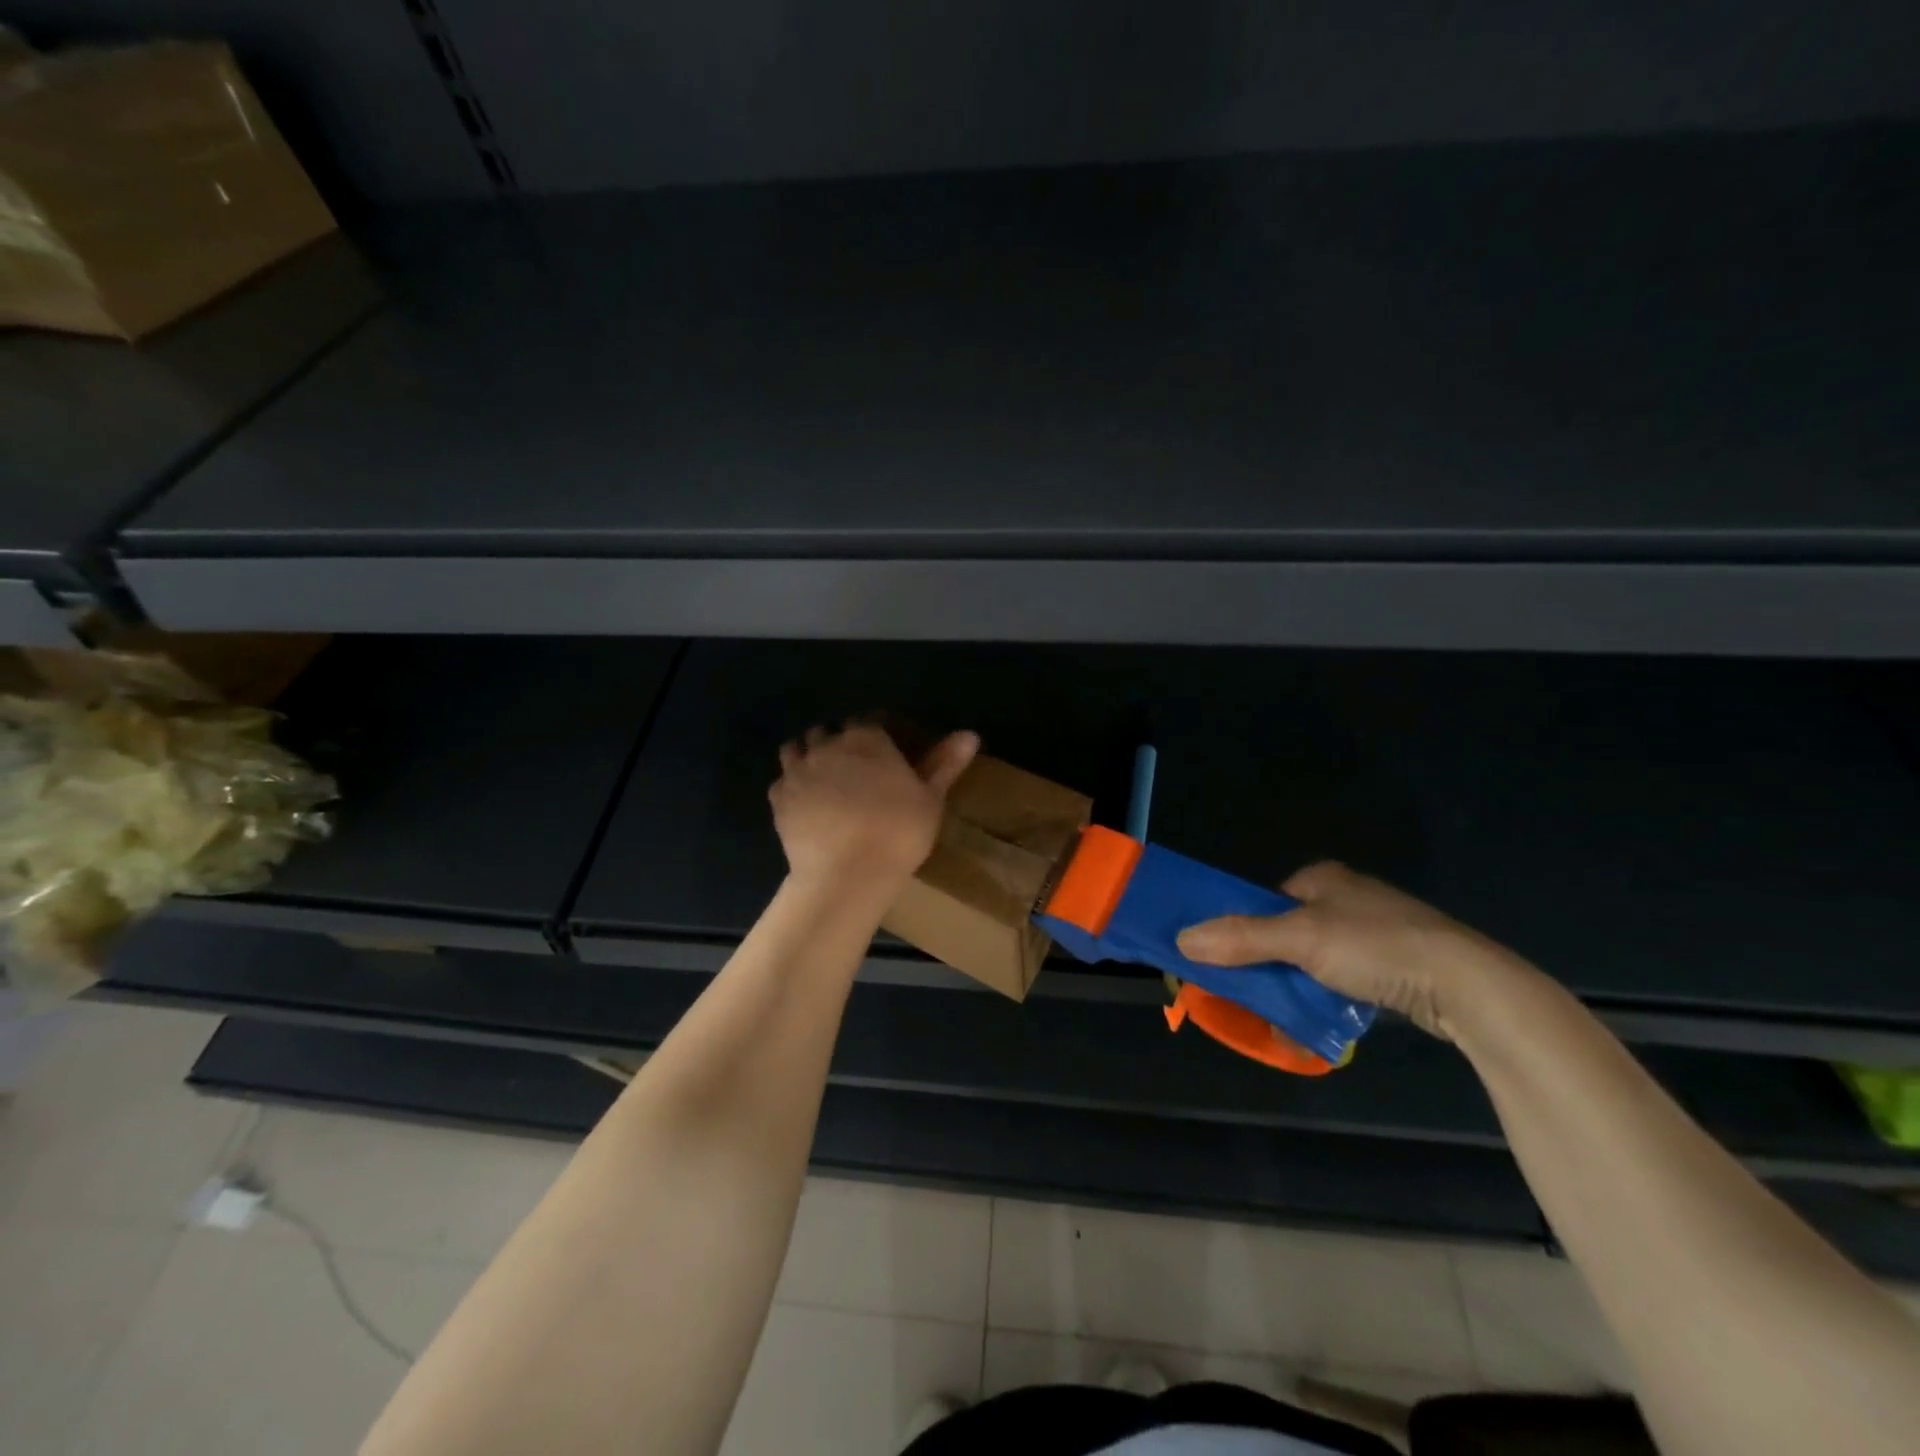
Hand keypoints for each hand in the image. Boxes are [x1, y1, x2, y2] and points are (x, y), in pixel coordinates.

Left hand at [770, 724, 979, 890]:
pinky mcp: (778, 800)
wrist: (847, 874)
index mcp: (865, 739)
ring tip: (822, 778)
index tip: (884, 752)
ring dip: (808, 756)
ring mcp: (798, 771)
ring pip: (796, 748)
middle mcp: (827, 746)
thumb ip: (945, 763)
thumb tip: (970, 734)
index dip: (874, 734)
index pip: (866, 722)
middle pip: (827, 732)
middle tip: (853, 768)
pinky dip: (791, 787)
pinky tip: (804, 804)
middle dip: (837, 742)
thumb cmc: (898, 832)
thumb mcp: (930, 798)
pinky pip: (781, 782)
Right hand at [1175, 861, 1533, 1040]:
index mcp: (1321, 878)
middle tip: (1252, 993)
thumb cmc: (1376, 947)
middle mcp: (1346, 897)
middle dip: (1267, 962)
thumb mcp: (1301, 940)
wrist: (1467, 985)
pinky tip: (1322, 1018)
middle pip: (1286, 931)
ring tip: (1284, 1013)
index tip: (1224, 960)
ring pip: (1314, 958)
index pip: (1263, 901)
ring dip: (1296, 984)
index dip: (1240, 928)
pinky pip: (1343, 978)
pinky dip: (1327, 996)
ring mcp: (1374, 931)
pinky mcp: (1396, 964)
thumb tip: (1181, 939)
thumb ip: (1241, 938)